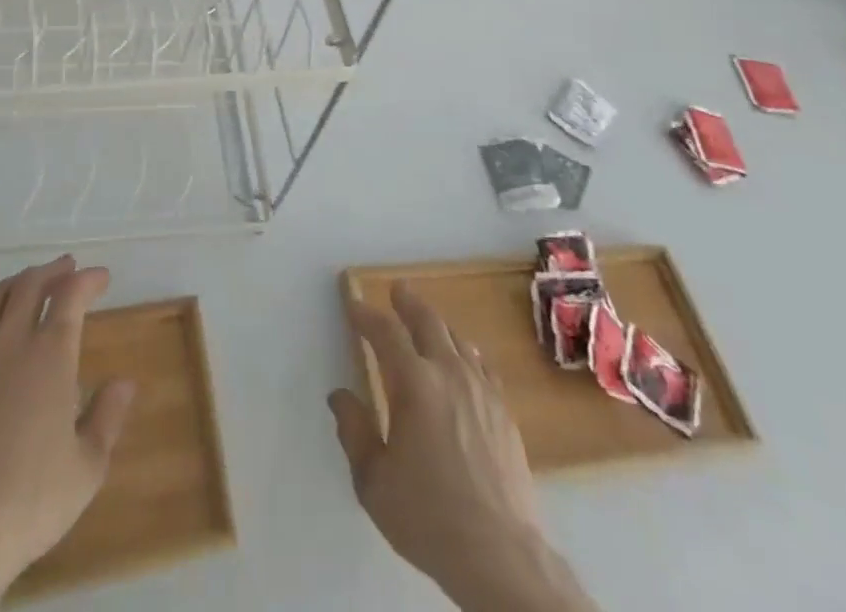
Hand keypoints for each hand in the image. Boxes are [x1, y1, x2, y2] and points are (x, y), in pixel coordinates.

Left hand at [0, 256, 134, 611]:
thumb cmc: (29, 503)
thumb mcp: (86, 468)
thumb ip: (107, 417)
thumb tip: (125, 382)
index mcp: (50, 356)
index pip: (71, 296)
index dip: (88, 280)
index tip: (101, 277)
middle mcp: (9, 343)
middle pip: (29, 286)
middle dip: (51, 271)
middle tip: (66, 268)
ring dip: (14, 283)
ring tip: (27, 283)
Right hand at [328, 283, 596, 611]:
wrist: (501, 556)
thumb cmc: (428, 517)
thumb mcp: (374, 481)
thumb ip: (354, 431)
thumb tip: (340, 396)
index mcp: (414, 384)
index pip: (386, 333)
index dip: (367, 316)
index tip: (354, 306)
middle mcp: (449, 374)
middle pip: (428, 322)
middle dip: (408, 303)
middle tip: (397, 290)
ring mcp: (482, 391)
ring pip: (458, 340)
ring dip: (438, 325)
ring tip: (427, 323)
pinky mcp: (505, 413)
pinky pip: (483, 366)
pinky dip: (467, 353)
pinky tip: (466, 361)